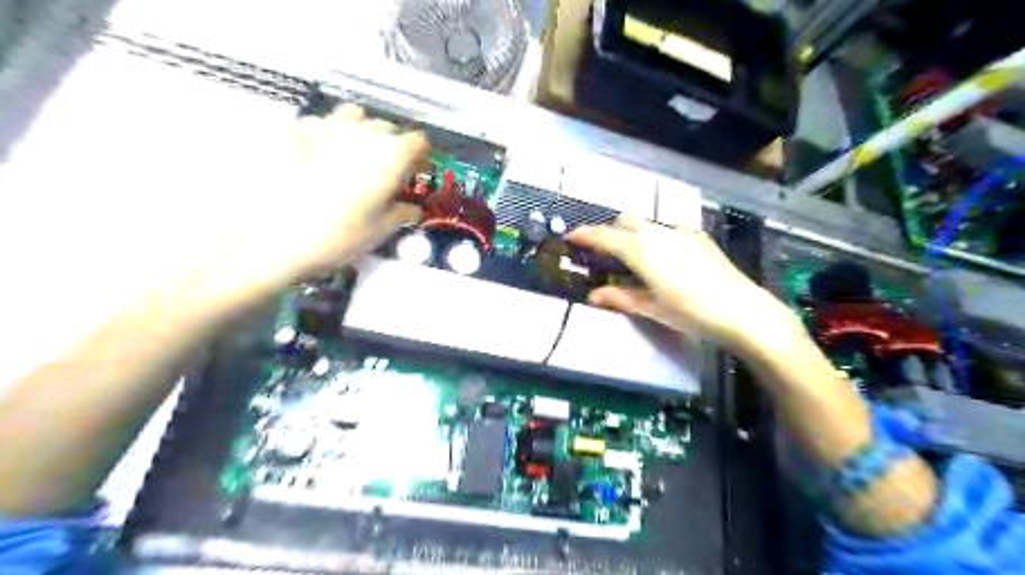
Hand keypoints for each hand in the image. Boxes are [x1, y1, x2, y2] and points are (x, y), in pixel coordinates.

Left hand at [171, 104, 429, 309]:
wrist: (272, 239)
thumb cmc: (336, 237)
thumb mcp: (378, 232)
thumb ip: (400, 214)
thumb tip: (411, 210)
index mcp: (390, 156)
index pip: (418, 141)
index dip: (420, 155)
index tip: (416, 170)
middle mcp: (361, 133)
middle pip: (386, 128)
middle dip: (391, 146)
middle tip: (384, 172)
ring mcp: (325, 128)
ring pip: (353, 115)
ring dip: (360, 131)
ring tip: (352, 157)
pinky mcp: (293, 131)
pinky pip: (319, 124)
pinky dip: (325, 136)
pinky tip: (317, 159)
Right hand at [569, 215, 800, 355]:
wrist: (743, 311)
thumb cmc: (692, 313)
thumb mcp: (652, 308)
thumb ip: (620, 297)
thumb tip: (593, 295)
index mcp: (643, 250)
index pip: (606, 236)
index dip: (586, 235)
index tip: (572, 236)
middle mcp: (659, 233)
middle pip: (626, 221)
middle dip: (611, 231)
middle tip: (605, 254)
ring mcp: (681, 232)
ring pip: (648, 224)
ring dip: (634, 235)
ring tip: (635, 260)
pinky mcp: (698, 237)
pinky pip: (668, 230)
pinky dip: (656, 239)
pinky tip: (665, 261)